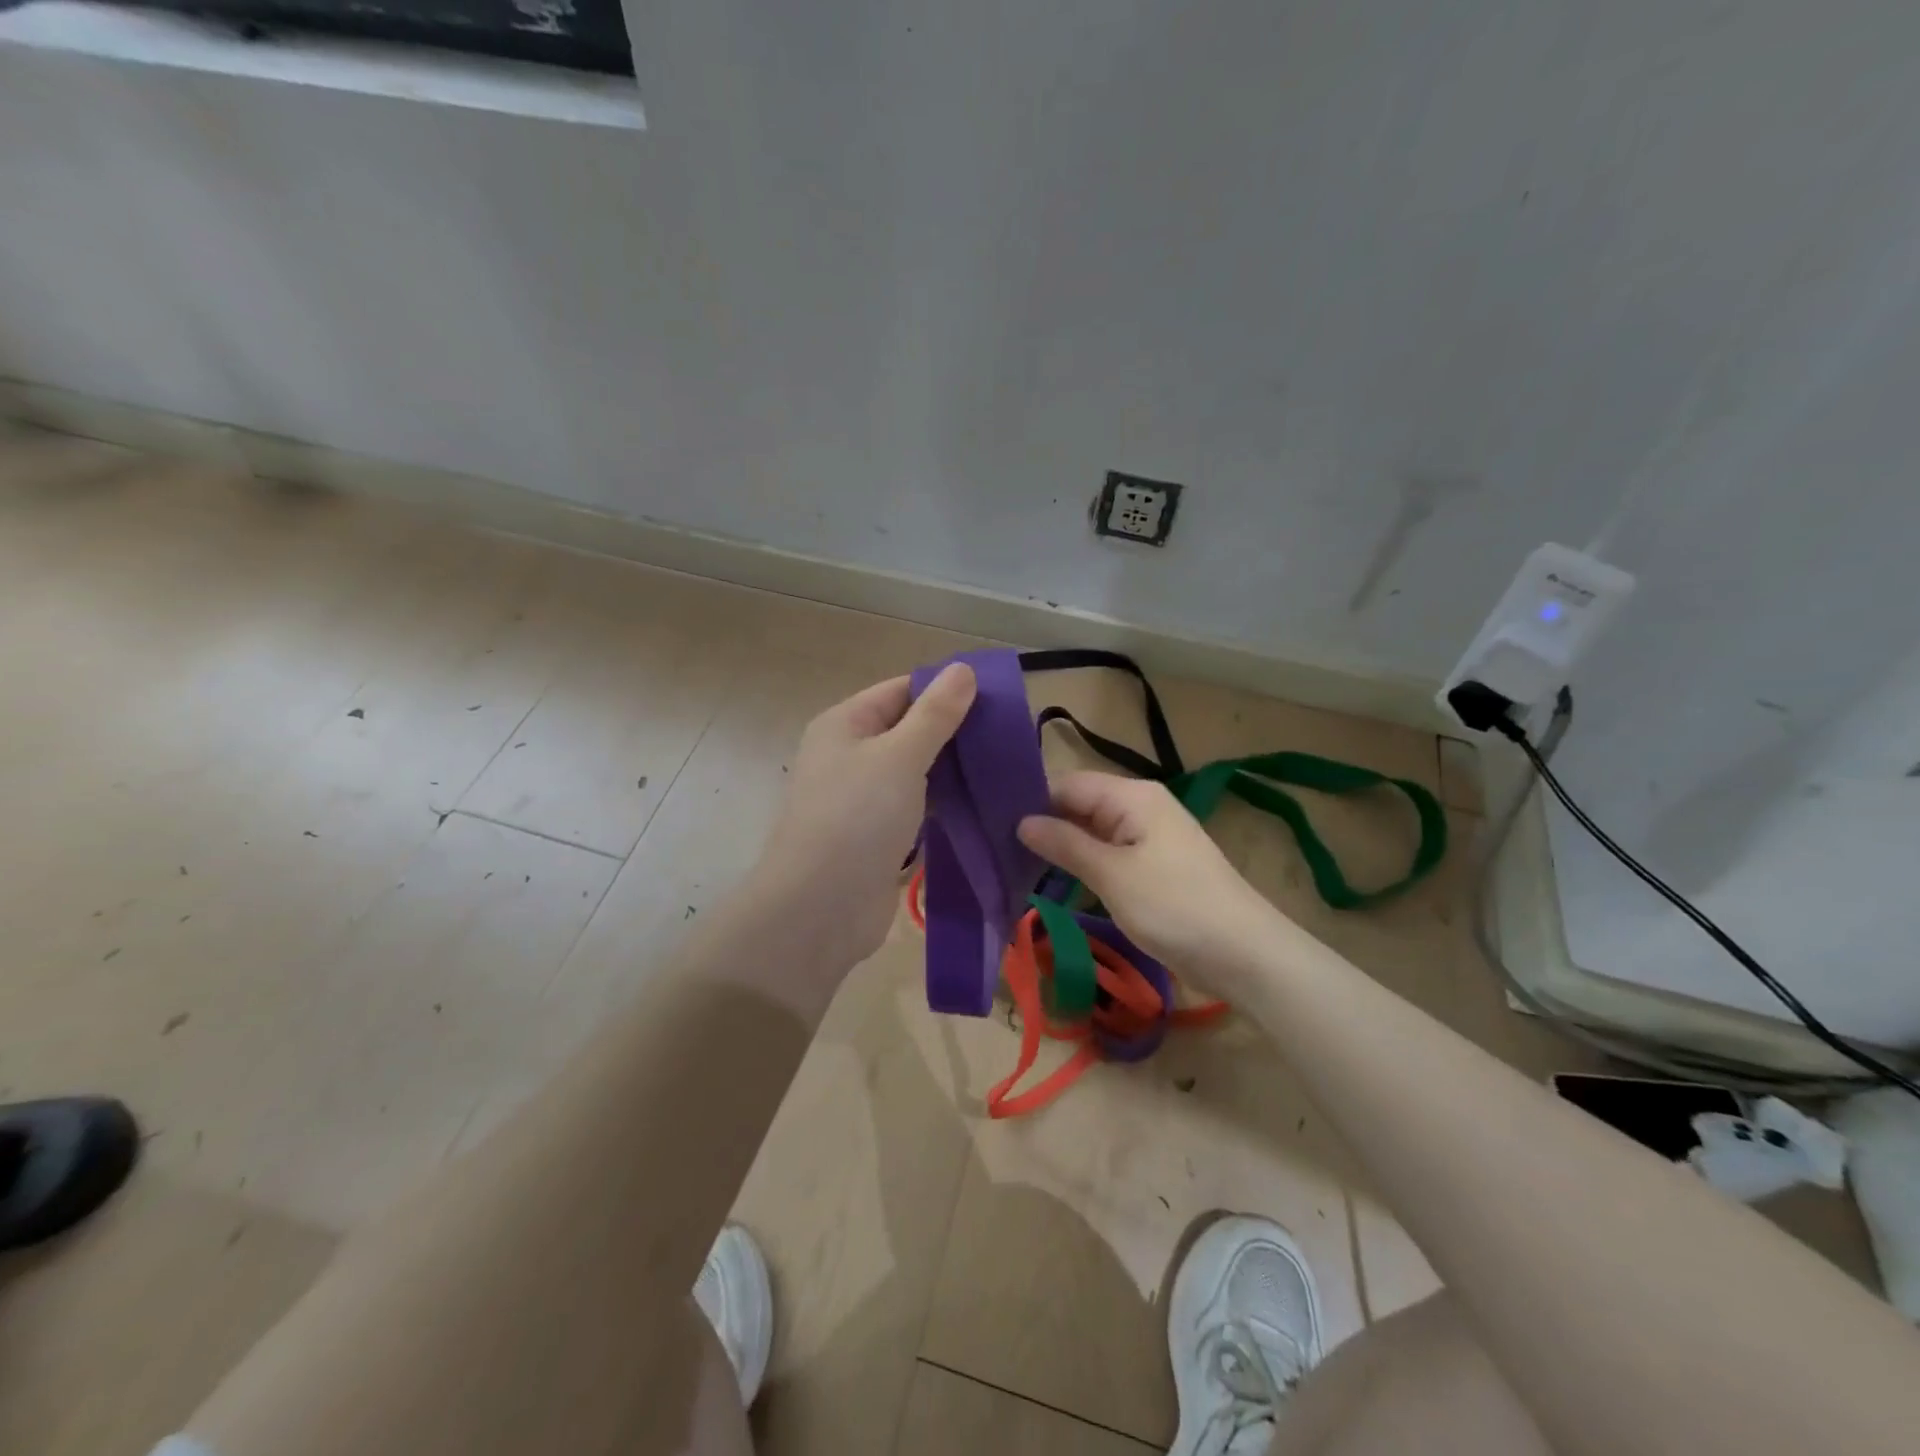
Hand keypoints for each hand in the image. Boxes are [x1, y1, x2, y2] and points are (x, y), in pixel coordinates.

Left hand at [752, 663, 976, 968]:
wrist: (819, 908)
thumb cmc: (857, 817)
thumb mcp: (900, 755)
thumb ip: (935, 714)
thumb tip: (963, 669)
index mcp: (845, 724)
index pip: (901, 691)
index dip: (946, 691)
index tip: (997, 699)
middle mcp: (849, 756)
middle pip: (908, 732)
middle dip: (955, 733)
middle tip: (1009, 737)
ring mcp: (861, 800)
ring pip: (915, 773)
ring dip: (952, 772)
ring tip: (1003, 769)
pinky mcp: (876, 838)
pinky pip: (915, 810)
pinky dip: (943, 806)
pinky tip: (980, 806)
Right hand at [1017, 771, 1285, 979]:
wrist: (1244, 953)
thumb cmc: (1174, 906)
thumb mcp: (1112, 875)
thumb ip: (1065, 844)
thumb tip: (1022, 822)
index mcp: (1132, 796)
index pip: (1068, 784)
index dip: (1031, 801)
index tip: (991, 824)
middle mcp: (1141, 806)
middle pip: (1080, 805)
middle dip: (1044, 825)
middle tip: (997, 849)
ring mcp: (1150, 836)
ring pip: (1093, 832)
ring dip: (1062, 848)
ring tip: (1016, 865)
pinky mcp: (1155, 865)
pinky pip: (1110, 854)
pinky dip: (1084, 864)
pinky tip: (1057, 881)